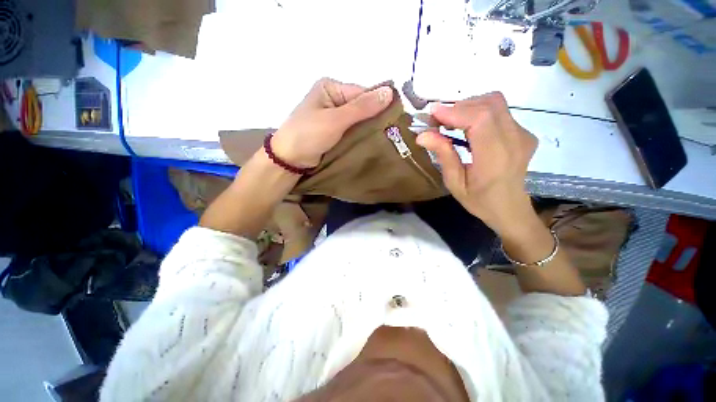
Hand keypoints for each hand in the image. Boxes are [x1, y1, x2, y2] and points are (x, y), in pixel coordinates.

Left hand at [271, 78, 393, 167]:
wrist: (289, 159)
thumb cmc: (309, 134)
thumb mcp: (335, 119)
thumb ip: (362, 107)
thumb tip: (389, 92)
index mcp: (331, 88)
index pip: (362, 93)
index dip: (379, 104)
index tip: (396, 118)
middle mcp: (333, 100)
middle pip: (361, 107)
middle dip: (375, 119)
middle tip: (394, 132)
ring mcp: (334, 117)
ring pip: (359, 121)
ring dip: (370, 129)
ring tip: (388, 138)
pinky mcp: (335, 132)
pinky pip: (353, 132)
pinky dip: (362, 137)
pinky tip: (374, 143)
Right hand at [416, 92, 538, 237]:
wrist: (510, 209)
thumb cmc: (479, 201)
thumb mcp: (455, 183)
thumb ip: (443, 155)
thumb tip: (422, 135)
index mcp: (495, 158)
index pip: (480, 119)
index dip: (455, 111)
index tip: (433, 114)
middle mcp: (515, 140)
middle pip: (489, 104)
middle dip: (459, 107)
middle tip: (438, 121)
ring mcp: (523, 134)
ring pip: (496, 103)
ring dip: (469, 107)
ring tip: (451, 123)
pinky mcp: (523, 133)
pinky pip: (500, 111)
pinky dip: (479, 112)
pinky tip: (468, 127)